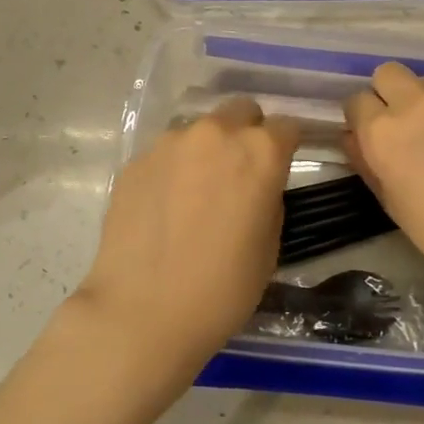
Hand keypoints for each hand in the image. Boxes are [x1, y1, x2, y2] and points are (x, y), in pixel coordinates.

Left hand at [69, 98, 299, 385]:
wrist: (143, 311)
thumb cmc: (222, 288)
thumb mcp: (269, 246)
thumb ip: (268, 198)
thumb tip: (256, 186)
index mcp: (259, 151)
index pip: (286, 126)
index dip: (287, 145)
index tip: (282, 166)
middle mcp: (215, 133)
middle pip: (241, 111)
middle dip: (247, 133)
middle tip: (240, 172)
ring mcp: (170, 143)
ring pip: (199, 129)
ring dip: (207, 149)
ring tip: (197, 191)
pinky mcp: (135, 161)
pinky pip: (166, 153)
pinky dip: (173, 168)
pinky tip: (165, 206)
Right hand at [344, 63, 423, 320]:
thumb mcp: (393, 205)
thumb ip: (366, 162)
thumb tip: (355, 136)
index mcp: (384, 131)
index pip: (356, 101)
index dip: (364, 121)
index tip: (378, 141)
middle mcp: (418, 99)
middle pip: (388, 74)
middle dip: (390, 96)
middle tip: (410, 130)